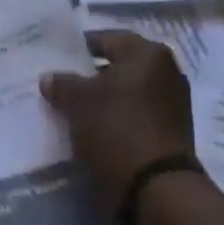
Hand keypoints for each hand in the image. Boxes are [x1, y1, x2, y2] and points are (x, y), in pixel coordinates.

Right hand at [41, 31, 194, 215]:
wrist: (157, 186)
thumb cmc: (116, 128)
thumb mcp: (77, 102)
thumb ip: (61, 83)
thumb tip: (49, 77)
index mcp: (146, 52)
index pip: (105, 38)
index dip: (78, 47)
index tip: (56, 59)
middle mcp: (166, 69)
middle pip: (119, 64)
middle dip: (91, 74)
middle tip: (64, 84)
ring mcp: (173, 100)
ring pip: (129, 89)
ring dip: (106, 96)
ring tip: (77, 108)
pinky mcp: (173, 127)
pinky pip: (138, 111)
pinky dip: (119, 115)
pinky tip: (98, 127)